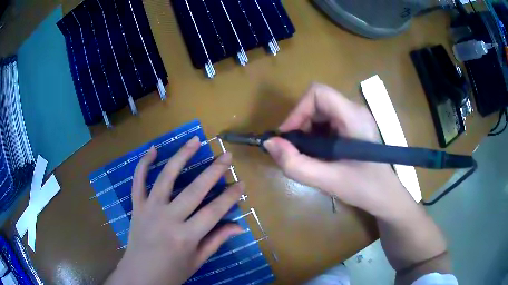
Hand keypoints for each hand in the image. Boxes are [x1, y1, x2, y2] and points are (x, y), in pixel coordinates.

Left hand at [105, 137, 243, 284]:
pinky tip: (153, 150)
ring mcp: (149, 210)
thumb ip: (217, 241)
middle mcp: (168, 219)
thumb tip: (239, 226)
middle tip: (227, 155)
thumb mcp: (197, 261)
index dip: (230, 197)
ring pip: (166, 178)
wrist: (140, 275)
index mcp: (186, 237)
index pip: (214, 211)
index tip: (242, 183)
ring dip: (181, 157)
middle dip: (214, 171)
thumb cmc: (171, 272)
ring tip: (195, 141)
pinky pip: (138, 182)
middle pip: (194, 190)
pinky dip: (143, 164)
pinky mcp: (136, 207)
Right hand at [263, 83, 412, 216]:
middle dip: (300, 123)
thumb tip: (269, 143)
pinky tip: (318, 155)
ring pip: (320, 112)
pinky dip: (315, 136)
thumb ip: (296, 164)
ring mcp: (354, 118)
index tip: (287, 137)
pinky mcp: (353, 127)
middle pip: (317, 102)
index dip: (298, 110)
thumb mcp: (328, 181)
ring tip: (306, 155)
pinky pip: (327, 122)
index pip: (318, 93)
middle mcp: (354, 111)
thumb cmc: (364, 188)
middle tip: (294, 149)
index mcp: (353, 117)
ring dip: (306, 131)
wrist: (386, 197)